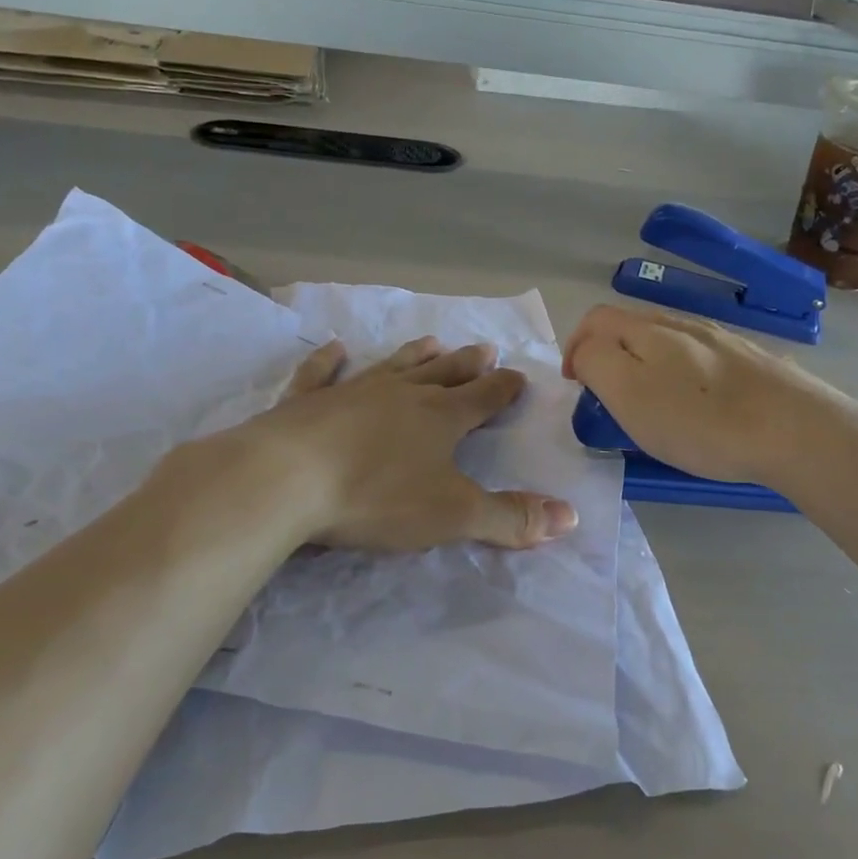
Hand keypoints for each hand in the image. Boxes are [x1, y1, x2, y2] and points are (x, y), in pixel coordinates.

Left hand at [231, 336, 578, 552]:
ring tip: (433, 340)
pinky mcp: (305, 402)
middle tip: (485, 348)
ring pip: (392, 367)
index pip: (483, 398)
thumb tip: (571, 517)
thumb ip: (511, 518)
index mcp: (439, 418)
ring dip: (414, 355)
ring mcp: (350, 392)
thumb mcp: (454, 515)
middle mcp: (400, 395)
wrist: (286, 480)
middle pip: (442, 375)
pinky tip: (335, 348)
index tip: (518, 376)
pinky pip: (319, 374)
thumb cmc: (377, 497)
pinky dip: (328, 360)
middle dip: (467, 365)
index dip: (503, 389)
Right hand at [562, 304, 857, 485]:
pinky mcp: (750, 360)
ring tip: (649, 402)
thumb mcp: (628, 393)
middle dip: (608, 353)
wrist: (796, 430)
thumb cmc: (700, 420)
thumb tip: (586, 352)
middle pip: (630, 325)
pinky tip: (696, 403)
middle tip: (607, 396)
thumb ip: (595, 363)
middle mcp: (682, 323)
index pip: (595, 319)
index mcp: (647, 330)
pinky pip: (699, 358)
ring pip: (666, 341)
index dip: (575, 346)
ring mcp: (720, 339)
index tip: (575, 385)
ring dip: (644, 363)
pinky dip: (680, 374)